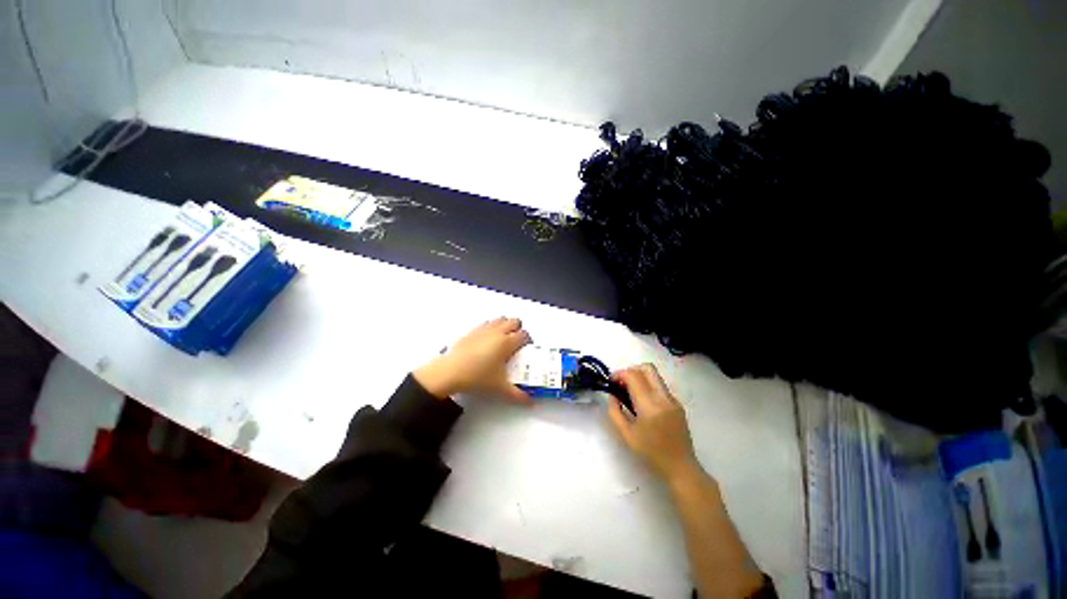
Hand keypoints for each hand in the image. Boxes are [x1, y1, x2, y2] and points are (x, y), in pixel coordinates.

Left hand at [413, 317, 531, 401]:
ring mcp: (484, 329)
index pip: (524, 335)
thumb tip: (529, 401)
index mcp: (507, 343)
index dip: (528, 341)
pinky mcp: (472, 331)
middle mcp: (497, 332)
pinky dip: (491, 327)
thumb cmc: (477, 377)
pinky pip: (486, 323)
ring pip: (500, 319)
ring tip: (502, 340)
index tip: (526, 349)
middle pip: (514, 322)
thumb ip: (517, 394)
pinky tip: (487, 340)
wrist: (450, 372)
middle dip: (518, 329)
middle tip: (516, 343)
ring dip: (505, 326)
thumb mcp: (500, 388)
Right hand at [607, 364, 700, 482]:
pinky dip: (648, 386)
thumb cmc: (651, 453)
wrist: (681, 467)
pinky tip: (642, 403)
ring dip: (639, 377)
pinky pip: (659, 386)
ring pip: (654, 375)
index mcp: (650, 406)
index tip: (611, 381)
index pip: (633, 376)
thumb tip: (612, 395)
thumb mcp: (626, 434)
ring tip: (630, 393)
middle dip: (631, 370)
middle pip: (647, 368)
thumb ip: (615, 411)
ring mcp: (673, 399)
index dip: (619, 374)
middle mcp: (664, 397)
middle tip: (621, 383)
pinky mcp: (677, 403)